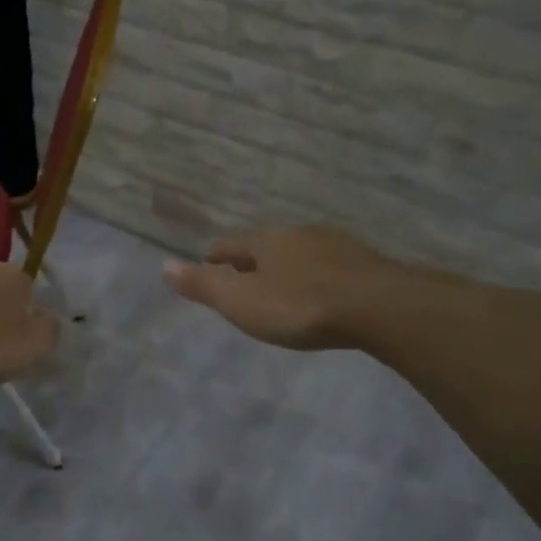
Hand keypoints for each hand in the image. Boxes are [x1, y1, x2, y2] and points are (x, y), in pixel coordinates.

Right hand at [163, 225, 400, 350]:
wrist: (377, 307)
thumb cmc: (299, 306)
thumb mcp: (240, 302)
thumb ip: (203, 285)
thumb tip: (163, 265)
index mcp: (264, 241)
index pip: (230, 245)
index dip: (215, 257)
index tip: (208, 265)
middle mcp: (298, 234)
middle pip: (266, 245)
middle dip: (253, 260)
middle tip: (244, 279)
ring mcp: (335, 245)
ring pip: (300, 253)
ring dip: (288, 266)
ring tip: (283, 286)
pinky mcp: (364, 262)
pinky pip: (329, 266)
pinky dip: (317, 276)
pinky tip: (322, 292)